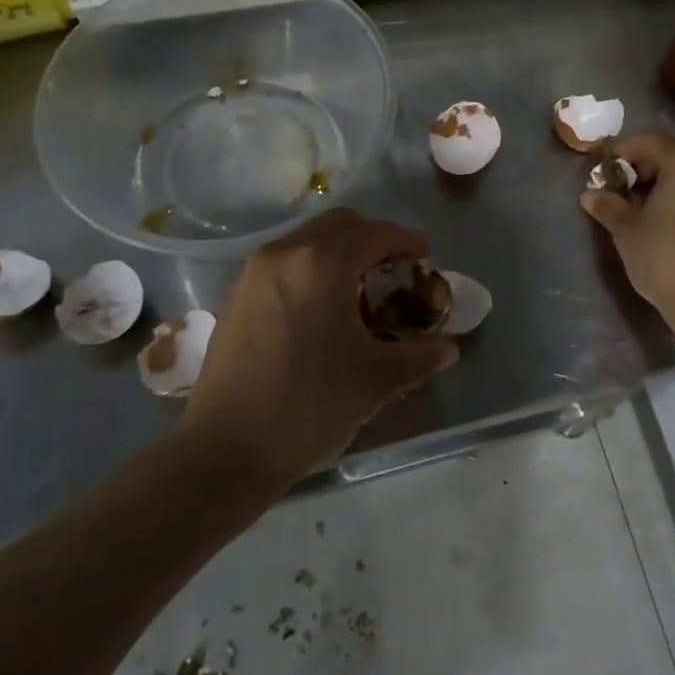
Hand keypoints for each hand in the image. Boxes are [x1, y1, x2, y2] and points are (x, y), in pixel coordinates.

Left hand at [181, 208, 458, 490]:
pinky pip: (286, 260)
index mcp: (324, 264)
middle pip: (340, 224)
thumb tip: (449, 348)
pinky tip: (322, 307)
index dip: (407, 241)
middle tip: (394, 269)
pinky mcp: (238, 292)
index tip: (426, 257)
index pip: (376, 233)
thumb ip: (419, 356)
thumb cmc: (309, 407)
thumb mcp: (376, 380)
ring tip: (359, 289)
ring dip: (340, 250)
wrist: (225, 450)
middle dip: (373, 238)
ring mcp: (256, 270)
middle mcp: (287, 252)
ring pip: (309, 238)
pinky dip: (312, 266)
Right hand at [580, 130, 674, 346]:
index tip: (606, 171)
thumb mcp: (627, 230)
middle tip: (632, 179)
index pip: (649, 141)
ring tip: (651, 197)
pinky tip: (674, 211)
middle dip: (654, 156)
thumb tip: (590, 194)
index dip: (623, 153)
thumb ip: (609, 205)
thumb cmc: (666, 259)